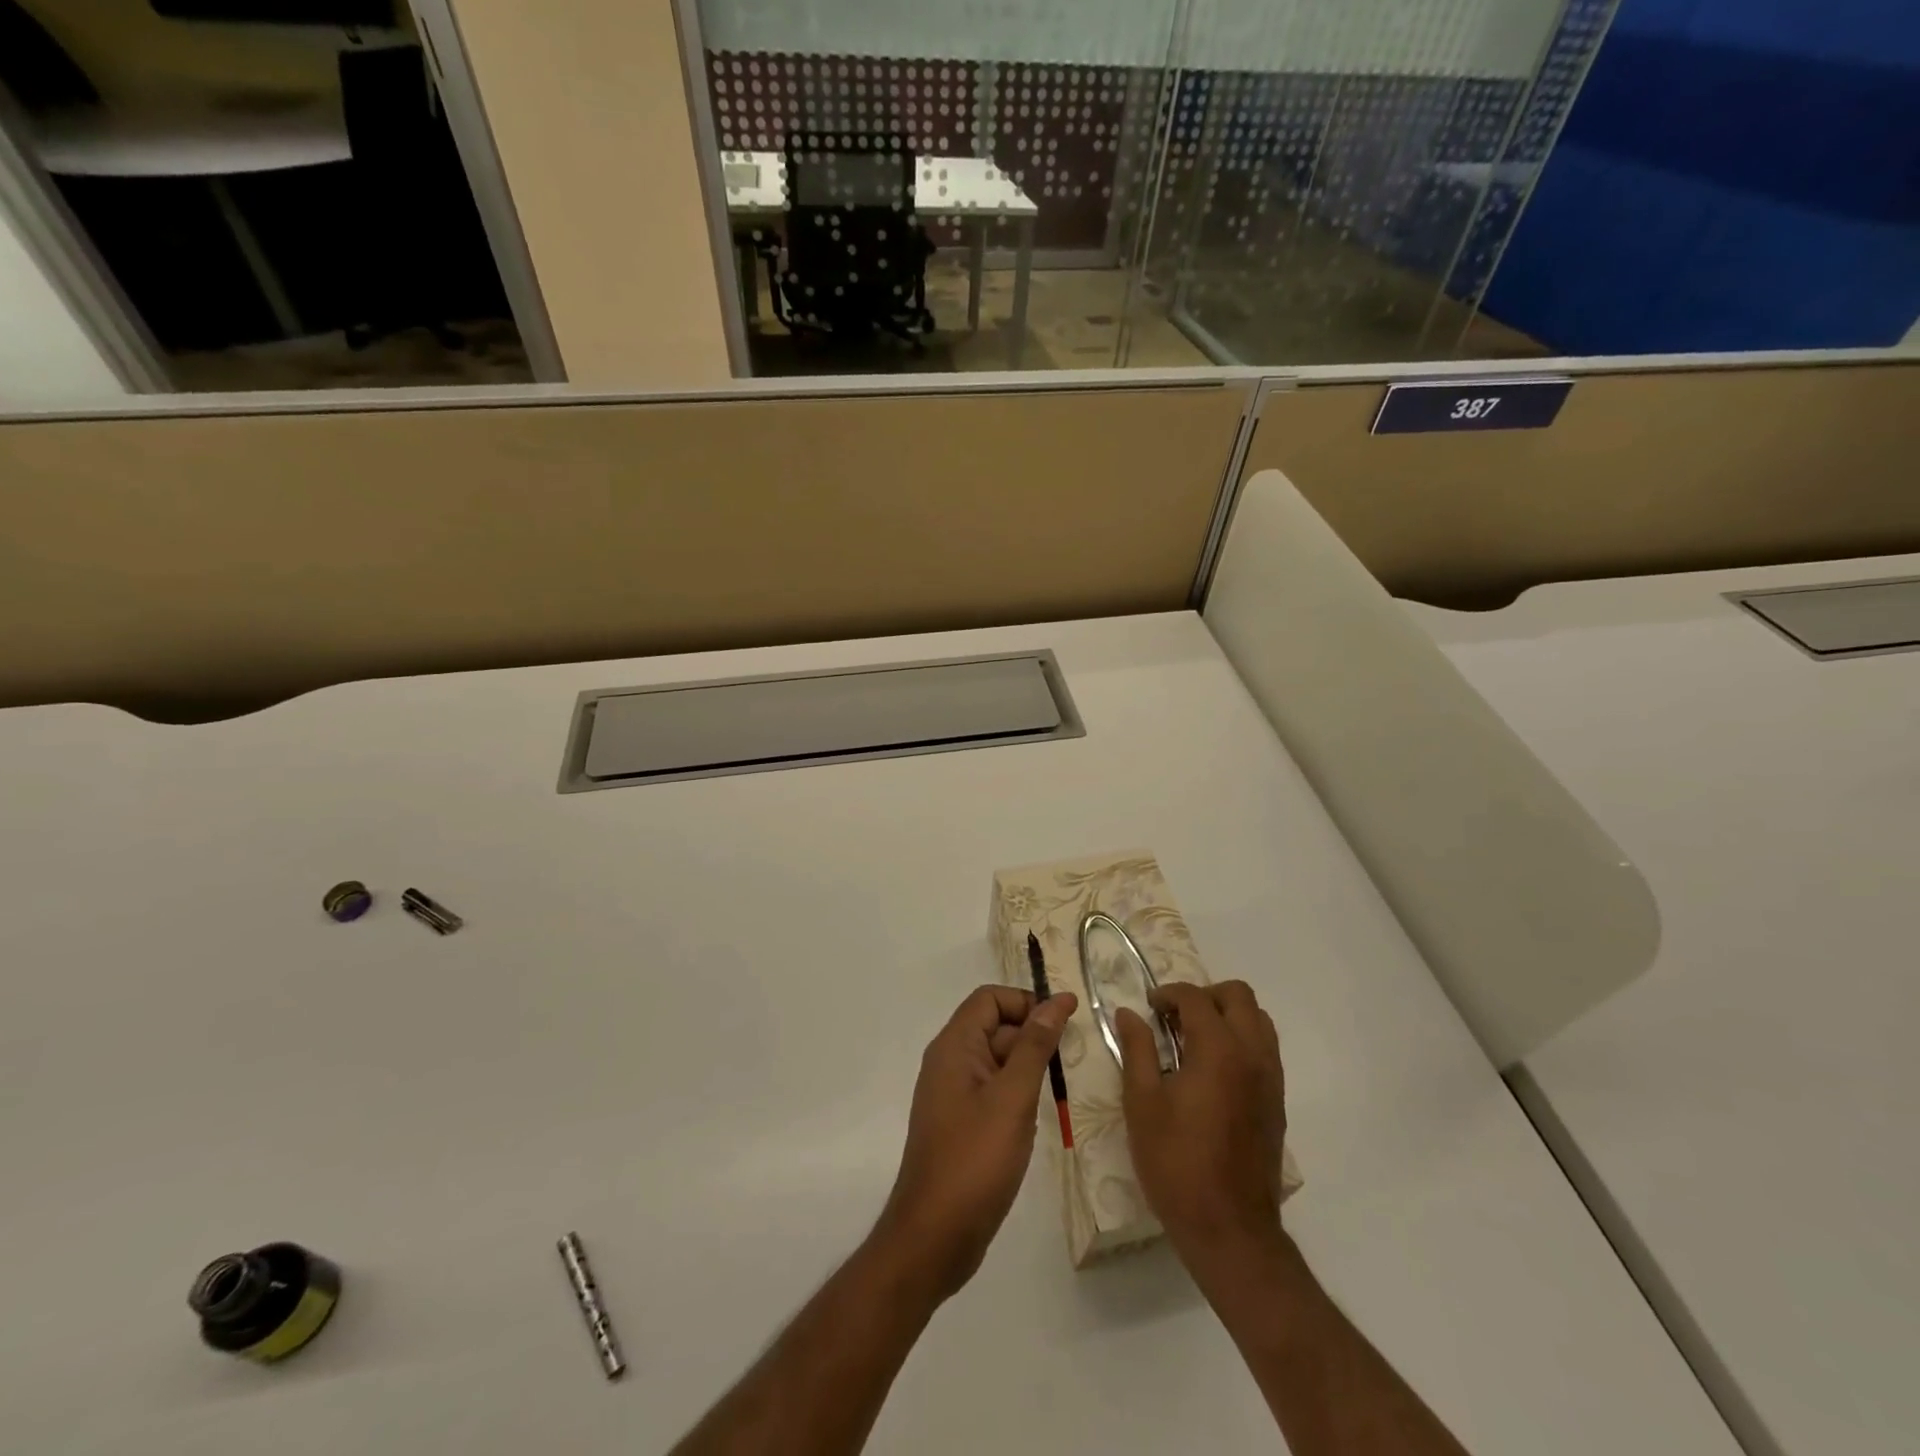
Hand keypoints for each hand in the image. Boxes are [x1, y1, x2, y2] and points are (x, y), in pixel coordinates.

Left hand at [875, 985, 1076, 1302]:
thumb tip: (1056, 1001)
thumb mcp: (1013, 1098)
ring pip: (996, 1060)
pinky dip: (1018, 1091)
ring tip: (1065, 1083)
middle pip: (994, 1026)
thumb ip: (1035, 1046)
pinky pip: (992, 1090)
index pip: (989, 999)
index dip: (1026, 1001)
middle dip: (1032, 1033)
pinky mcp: (961, 1123)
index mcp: (954, 1047)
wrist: (934, 1237)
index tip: (1065, 1020)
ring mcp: (953, 1095)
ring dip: (1028, 1064)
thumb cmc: (975, 1159)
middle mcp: (949, 1062)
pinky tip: (1041, 1113)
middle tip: (1075, 1055)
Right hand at [1116, 981, 1287, 1277]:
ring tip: (1194, 1040)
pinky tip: (1212, 1071)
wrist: (1230, 1229)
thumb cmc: (1176, 1162)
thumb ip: (1137, 1049)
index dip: (1168, 994)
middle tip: (1174, 1017)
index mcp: (1218, 1050)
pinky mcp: (1277, 1103)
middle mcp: (1252, 1055)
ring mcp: (1270, 1079)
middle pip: (1238, 996)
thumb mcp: (1142, 1102)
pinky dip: (1241, 1041)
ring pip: (1258, 1021)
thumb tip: (1128, 1013)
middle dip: (1204, 996)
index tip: (1147, 1008)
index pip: (1195, 998)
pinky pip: (1265, 1050)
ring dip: (1228, 1016)